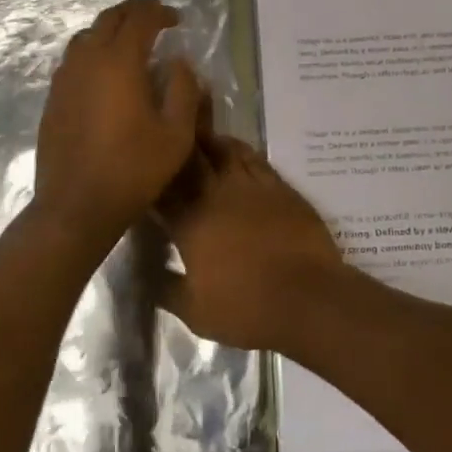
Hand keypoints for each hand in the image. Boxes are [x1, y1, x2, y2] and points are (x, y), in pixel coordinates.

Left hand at [33, 0, 204, 245]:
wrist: (76, 206)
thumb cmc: (133, 170)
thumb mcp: (176, 134)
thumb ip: (183, 89)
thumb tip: (178, 62)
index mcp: (120, 62)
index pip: (139, 18)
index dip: (159, 11)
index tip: (176, 19)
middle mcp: (87, 60)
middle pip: (109, 18)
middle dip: (134, 12)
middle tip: (155, 20)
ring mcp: (65, 79)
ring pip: (86, 36)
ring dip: (111, 30)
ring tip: (131, 43)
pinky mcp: (53, 98)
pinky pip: (74, 60)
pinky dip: (94, 52)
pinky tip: (106, 74)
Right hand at [155, 136, 348, 351]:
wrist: (307, 298)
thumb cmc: (246, 309)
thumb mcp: (195, 312)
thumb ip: (166, 289)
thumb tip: (144, 273)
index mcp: (190, 223)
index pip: (161, 191)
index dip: (150, 179)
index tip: (143, 175)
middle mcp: (217, 195)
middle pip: (191, 158)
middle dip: (177, 148)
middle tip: (167, 141)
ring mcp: (251, 186)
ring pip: (224, 149)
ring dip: (208, 142)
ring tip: (199, 139)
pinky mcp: (279, 186)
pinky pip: (254, 158)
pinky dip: (240, 150)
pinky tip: (235, 152)